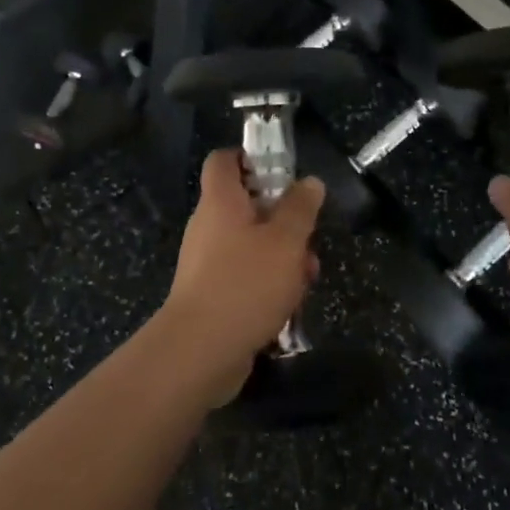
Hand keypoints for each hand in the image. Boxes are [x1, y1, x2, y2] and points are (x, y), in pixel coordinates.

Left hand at [159, 149, 324, 397]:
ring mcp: (206, 262)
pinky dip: (266, 283)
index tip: (281, 171)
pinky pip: (243, 275)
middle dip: (281, 218)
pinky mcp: (210, 294)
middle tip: (307, 236)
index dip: (249, 157)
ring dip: (281, 256)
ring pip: (250, 244)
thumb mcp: (286, 241)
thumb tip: (309, 182)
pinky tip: (288, 305)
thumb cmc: (245, 283)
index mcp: (220, 201)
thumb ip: (300, 209)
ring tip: (307, 277)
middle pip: (245, 205)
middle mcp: (208, 226)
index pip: (224, 160)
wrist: (199, 352)